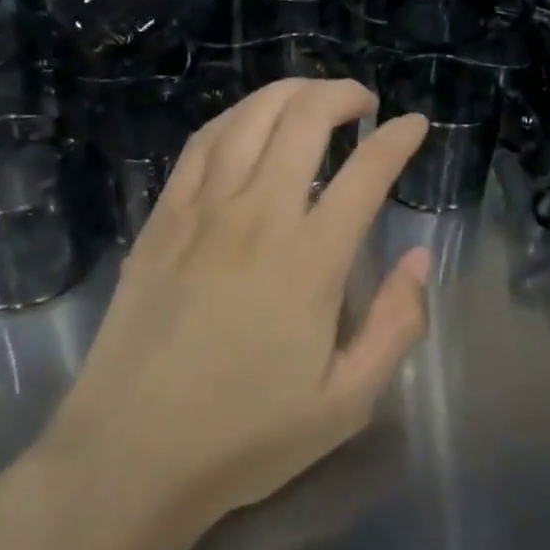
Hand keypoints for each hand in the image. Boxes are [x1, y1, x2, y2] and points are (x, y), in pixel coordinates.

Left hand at [46, 79, 431, 532]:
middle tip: (363, 102)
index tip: (414, 124)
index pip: (367, 173)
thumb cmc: (244, 437)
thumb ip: (395, 325)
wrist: (130, 457)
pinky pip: (201, 145)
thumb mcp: (346, 403)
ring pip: (250, 119)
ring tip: (313, 95)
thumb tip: (420, 258)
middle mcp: (258, 217)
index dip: (399, 139)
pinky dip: (233, 118)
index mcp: (311, 260)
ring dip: (289, 92)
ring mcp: (204, 212)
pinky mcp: (163, 220)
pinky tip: (247, 121)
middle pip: (305, 120)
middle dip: (342, 95)